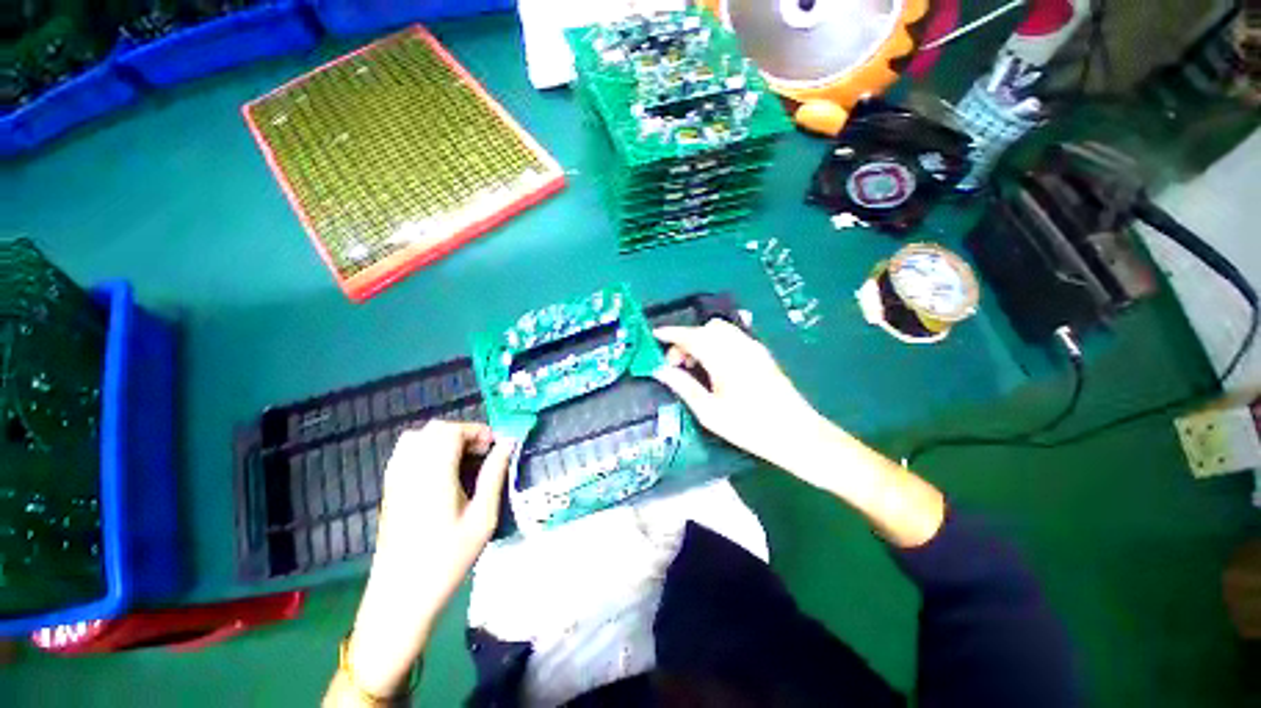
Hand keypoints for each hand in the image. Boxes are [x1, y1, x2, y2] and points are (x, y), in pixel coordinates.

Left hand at [347, 421, 514, 697]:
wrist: (401, 597)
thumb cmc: (447, 559)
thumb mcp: (482, 518)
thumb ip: (494, 475)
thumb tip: (508, 444)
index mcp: (434, 476)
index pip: (451, 432)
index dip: (476, 431)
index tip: (494, 446)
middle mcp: (410, 471)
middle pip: (434, 430)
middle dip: (462, 434)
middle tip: (481, 453)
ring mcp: (395, 480)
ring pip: (416, 438)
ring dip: (442, 440)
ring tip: (462, 460)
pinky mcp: (389, 490)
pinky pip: (404, 454)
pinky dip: (425, 450)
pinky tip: (440, 472)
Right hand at [653, 320, 829, 476]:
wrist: (796, 434)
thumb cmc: (749, 427)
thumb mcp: (709, 412)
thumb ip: (683, 386)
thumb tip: (660, 371)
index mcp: (723, 358)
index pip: (691, 336)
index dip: (670, 334)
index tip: (655, 336)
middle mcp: (739, 346)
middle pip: (706, 328)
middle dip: (687, 339)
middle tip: (677, 364)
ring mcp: (753, 347)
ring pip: (720, 330)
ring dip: (702, 340)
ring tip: (694, 366)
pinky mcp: (761, 353)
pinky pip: (733, 337)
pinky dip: (717, 343)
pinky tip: (714, 365)